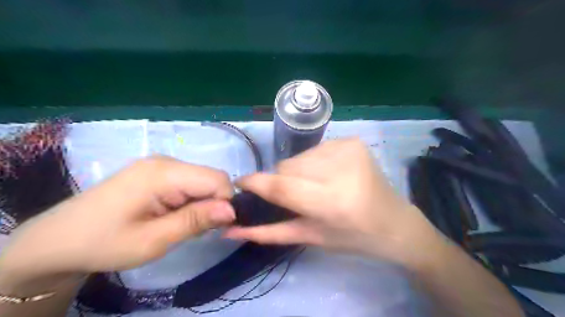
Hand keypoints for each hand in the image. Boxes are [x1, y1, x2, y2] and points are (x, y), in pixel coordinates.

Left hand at [0, 156, 235, 288]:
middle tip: (193, 229)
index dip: (223, 203)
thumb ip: (195, 221)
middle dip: (212, 204)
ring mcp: (161, 164)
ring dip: (201, 204)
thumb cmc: (104, 243)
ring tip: (178, 224)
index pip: (218, 179)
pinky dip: (190, 200)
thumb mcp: (153, 240)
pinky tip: (172, 214)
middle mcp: (166, 161)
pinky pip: (189, 181)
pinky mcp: (157, 171)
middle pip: (211, 178)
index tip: (212, 227)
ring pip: (202, 180)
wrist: (57, 239)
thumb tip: (233, 210)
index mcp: (164, 173)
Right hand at [224, 139, 440, 265]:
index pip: (281, 185)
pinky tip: (328, 175)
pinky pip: (315, 150)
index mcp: (332, 201)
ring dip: (298, 172)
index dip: (255, 183)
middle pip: (287, 166)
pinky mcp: (352, 141)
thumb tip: (231, 230)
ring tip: (316, 186)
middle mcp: (341, 169)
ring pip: (298, 157)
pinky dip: (312, 163)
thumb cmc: (353, 238)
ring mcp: (348, 149)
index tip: (240, 183)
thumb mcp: (310, 238)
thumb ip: (269, 232)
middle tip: (296, 196)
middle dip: (282, 181)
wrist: (394, 222)